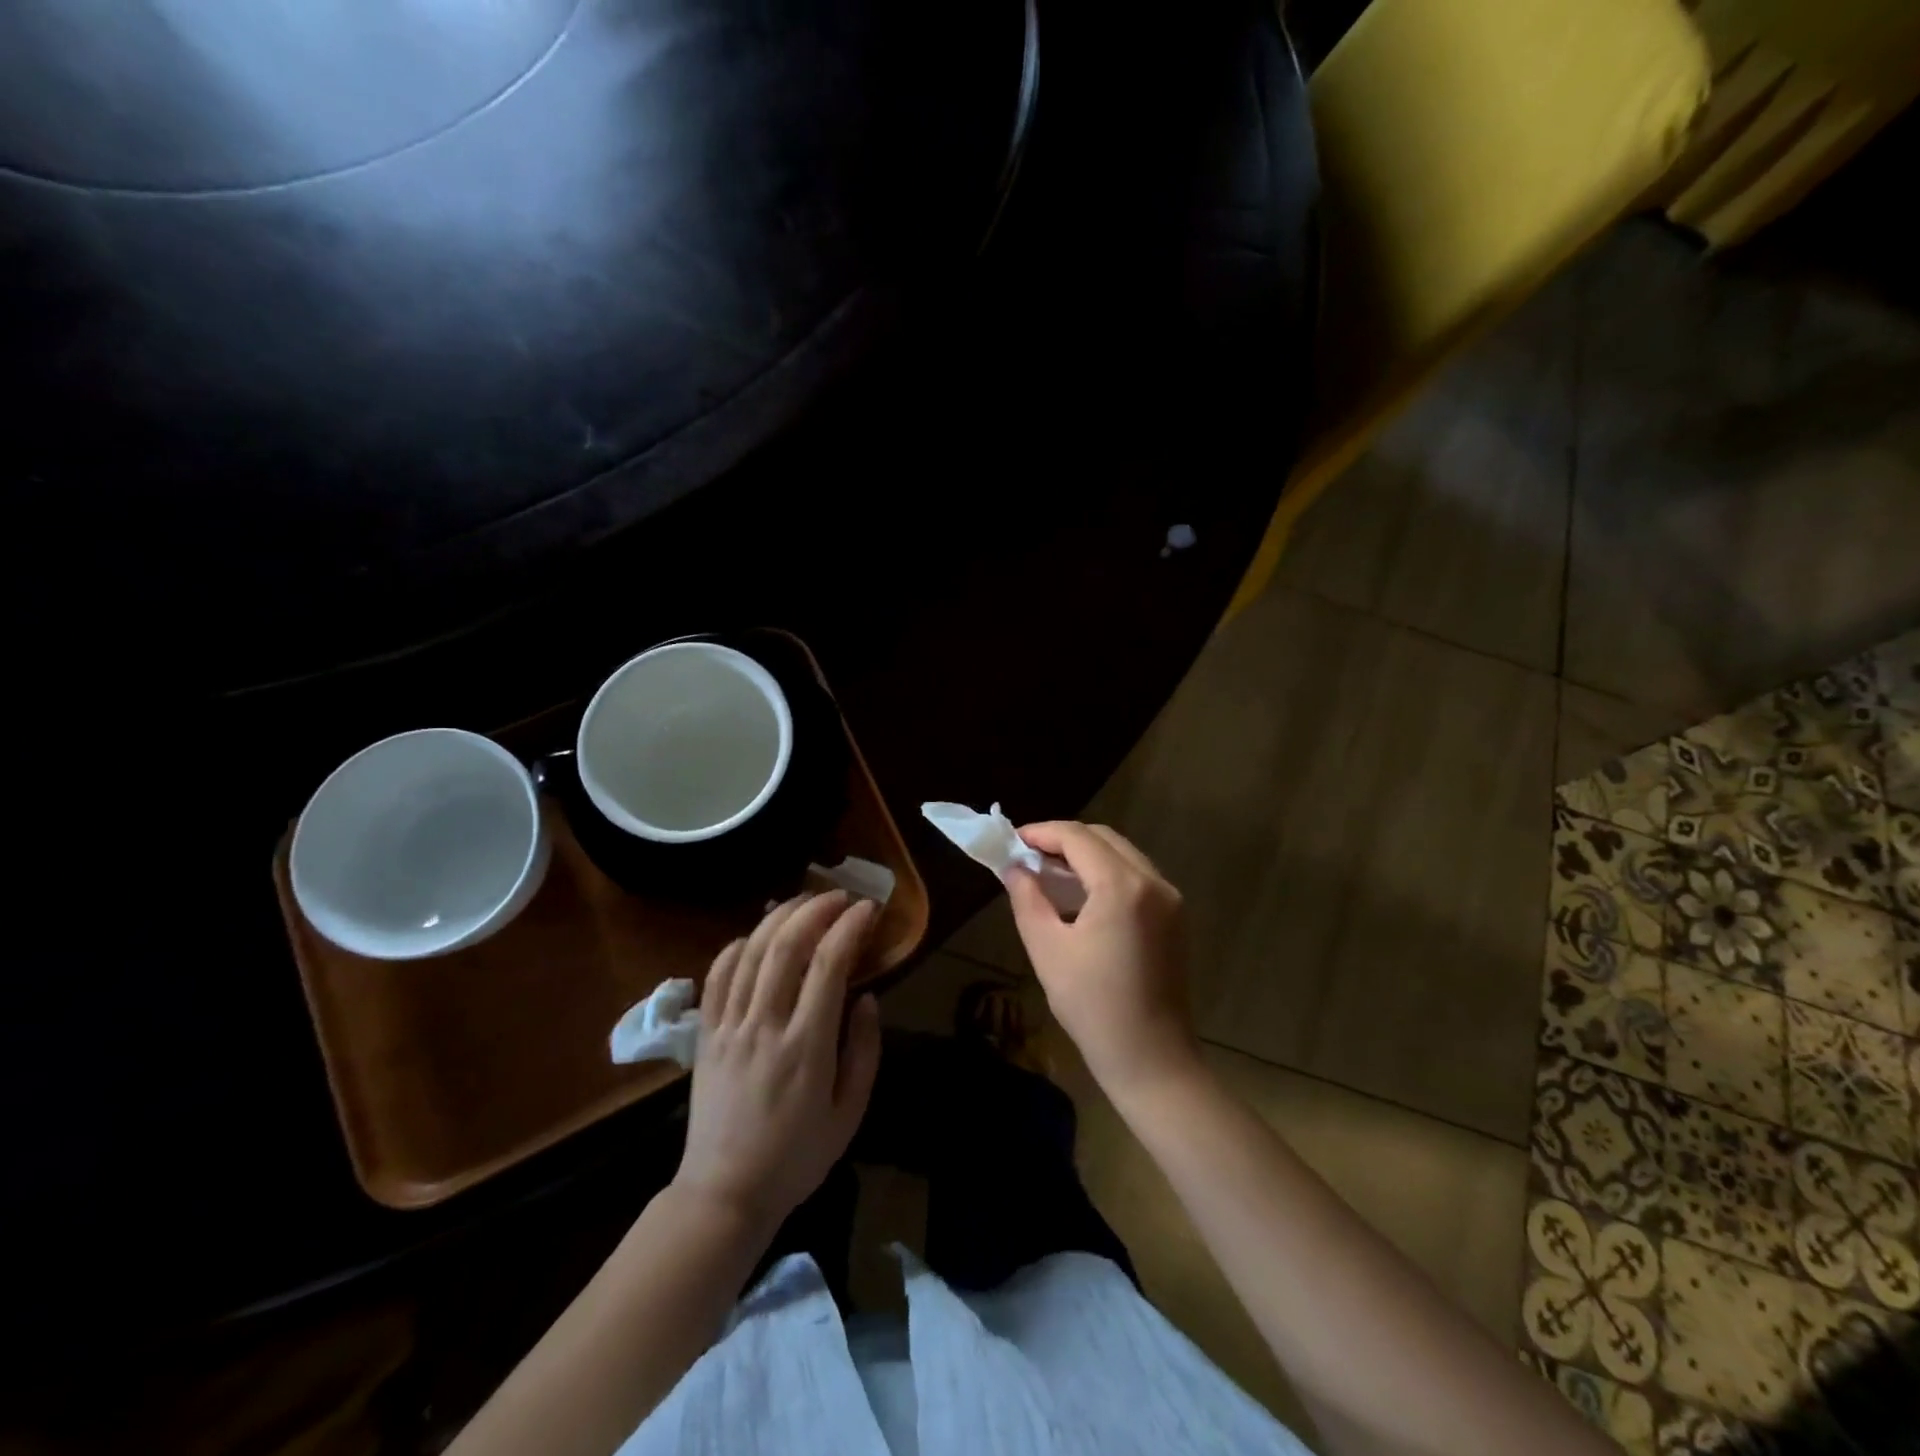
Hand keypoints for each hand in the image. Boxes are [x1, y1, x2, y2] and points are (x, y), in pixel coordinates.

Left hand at [673, 891, 881, 1233]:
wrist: (725, 1193)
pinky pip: (716, 977)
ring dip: (779, 918)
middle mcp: (765, 1026)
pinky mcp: (705, 1036)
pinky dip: (736, 947)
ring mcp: (729, 1028)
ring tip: (804, 902)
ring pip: (751, 953)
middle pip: (786, 946)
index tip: (868, 910)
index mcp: (806, 1047)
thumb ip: (864, 1052)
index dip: (850, 928)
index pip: (829, 966)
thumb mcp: (850, 1114)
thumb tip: (867, 998)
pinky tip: (753, 936)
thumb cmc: (797, 1157)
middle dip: (815, 909)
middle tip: (839, 897)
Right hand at [1006, 822, 1200, 1099]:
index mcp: (1122, 887)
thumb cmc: (1093, 1006)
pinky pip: (1137, 875)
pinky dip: (1107, 872)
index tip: (1013, 840)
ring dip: (1086, 854)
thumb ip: (1028, 898)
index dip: (1042, 833)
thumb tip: (1014, 868)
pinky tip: (1081, 893)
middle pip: (1103, 838)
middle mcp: (1153, 881)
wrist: (1151, 1058)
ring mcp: (1170, 898)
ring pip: (1123, 854)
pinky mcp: (1175, 916)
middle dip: (1064, 839)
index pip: (1078, 837)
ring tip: (1049, 872)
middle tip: (1028, 855)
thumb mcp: (1047, 949)